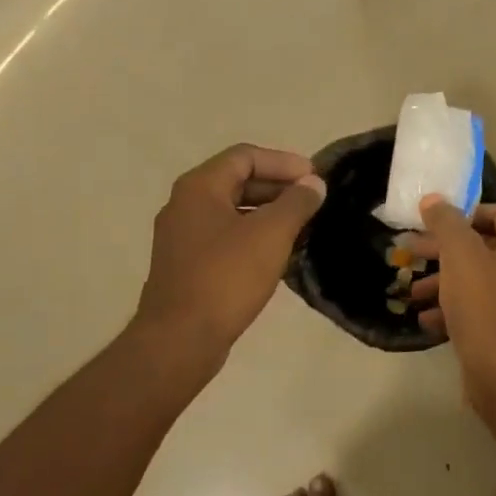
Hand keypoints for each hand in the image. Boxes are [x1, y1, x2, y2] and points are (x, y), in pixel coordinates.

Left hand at [132, 144, 326, 358]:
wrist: (180, 339)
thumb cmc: (226, 277)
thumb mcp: (271, 234)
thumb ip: (296, 203)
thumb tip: (313, 184)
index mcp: (200, 188)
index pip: (246, 156)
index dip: (284, 162)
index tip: (315, 179)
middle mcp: (186, 205)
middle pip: (238, 180)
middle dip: (279, 187)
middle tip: (313, 200)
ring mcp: (183, 237)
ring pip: (233, 210)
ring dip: (269, 212)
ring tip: (303, 225)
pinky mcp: (188, 265)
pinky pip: (227, 236)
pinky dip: (255, 235)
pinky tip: (280, 253)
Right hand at [412, 197, 495, 406]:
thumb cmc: (483, 304)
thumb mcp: (459, 255)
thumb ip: (446, 221)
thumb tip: (434, 199)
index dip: (461, 214)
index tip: (430, 223)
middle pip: (484, 245)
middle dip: (444, 250)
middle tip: (411, 252)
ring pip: (479, 277)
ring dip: (444, 281)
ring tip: (412, 292)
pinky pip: (482, 304)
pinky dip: (456, 306)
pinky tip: (426, 319)